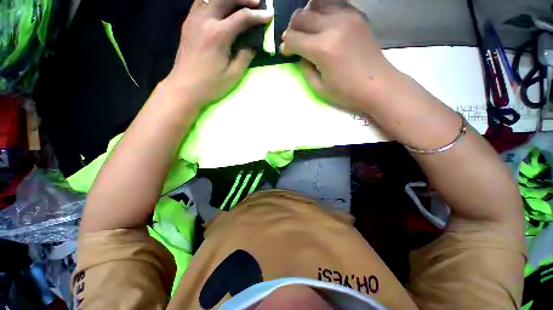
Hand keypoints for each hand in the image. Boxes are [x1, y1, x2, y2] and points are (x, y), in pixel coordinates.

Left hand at [165, 0, 272, 105]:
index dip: (258, 15)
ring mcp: (193, 19)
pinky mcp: (187, 23)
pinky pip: (200, 2)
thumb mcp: (234, 74)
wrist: (185, 87)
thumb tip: (252, 44)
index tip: (269, 15)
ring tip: (239, 4)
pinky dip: (213, 1)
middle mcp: (205, 20)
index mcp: (219, 35)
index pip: (242, 17)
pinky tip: (220, 8)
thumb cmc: (211, 85)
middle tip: (257, 3)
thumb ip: (245, 56)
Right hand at [281, 0, 396, 111]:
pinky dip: (322, 11)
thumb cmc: (347, 92)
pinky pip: (333, 4)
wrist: (378, 85)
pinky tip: (322, 24)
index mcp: (322, 49)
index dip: (285, 45)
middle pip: (301, 16)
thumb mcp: (319, 88)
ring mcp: (347, 17)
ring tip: (306, 30)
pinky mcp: (356, 15)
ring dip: (306, 16)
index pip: (293, 38)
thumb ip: (306, 69)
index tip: (285, 52)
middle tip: (293, 41)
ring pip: (315, 4)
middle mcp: (333, 26)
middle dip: (291, 29)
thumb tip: (301, 55)